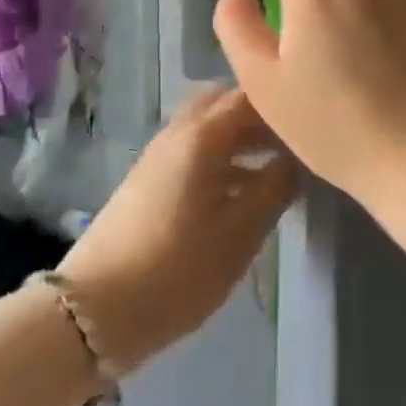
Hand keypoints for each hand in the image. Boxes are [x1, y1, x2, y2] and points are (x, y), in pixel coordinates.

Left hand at [58, 87, 295, 375]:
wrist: (94, 310)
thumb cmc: (177, 269)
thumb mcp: (240, 233)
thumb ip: (275, 188)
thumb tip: (297, 159)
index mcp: (203, 135)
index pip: (249, 95)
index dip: (282, 104)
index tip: (311, 123)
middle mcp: (178, 132)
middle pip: (225, 104)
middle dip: (260, 117)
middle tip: (292, 142)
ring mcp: (158, 154)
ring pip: (207, 127)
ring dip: (240, 138)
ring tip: (273, 168)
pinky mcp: (147, 179)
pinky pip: (193, 149)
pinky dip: (220, 156)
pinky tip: (239, 192)